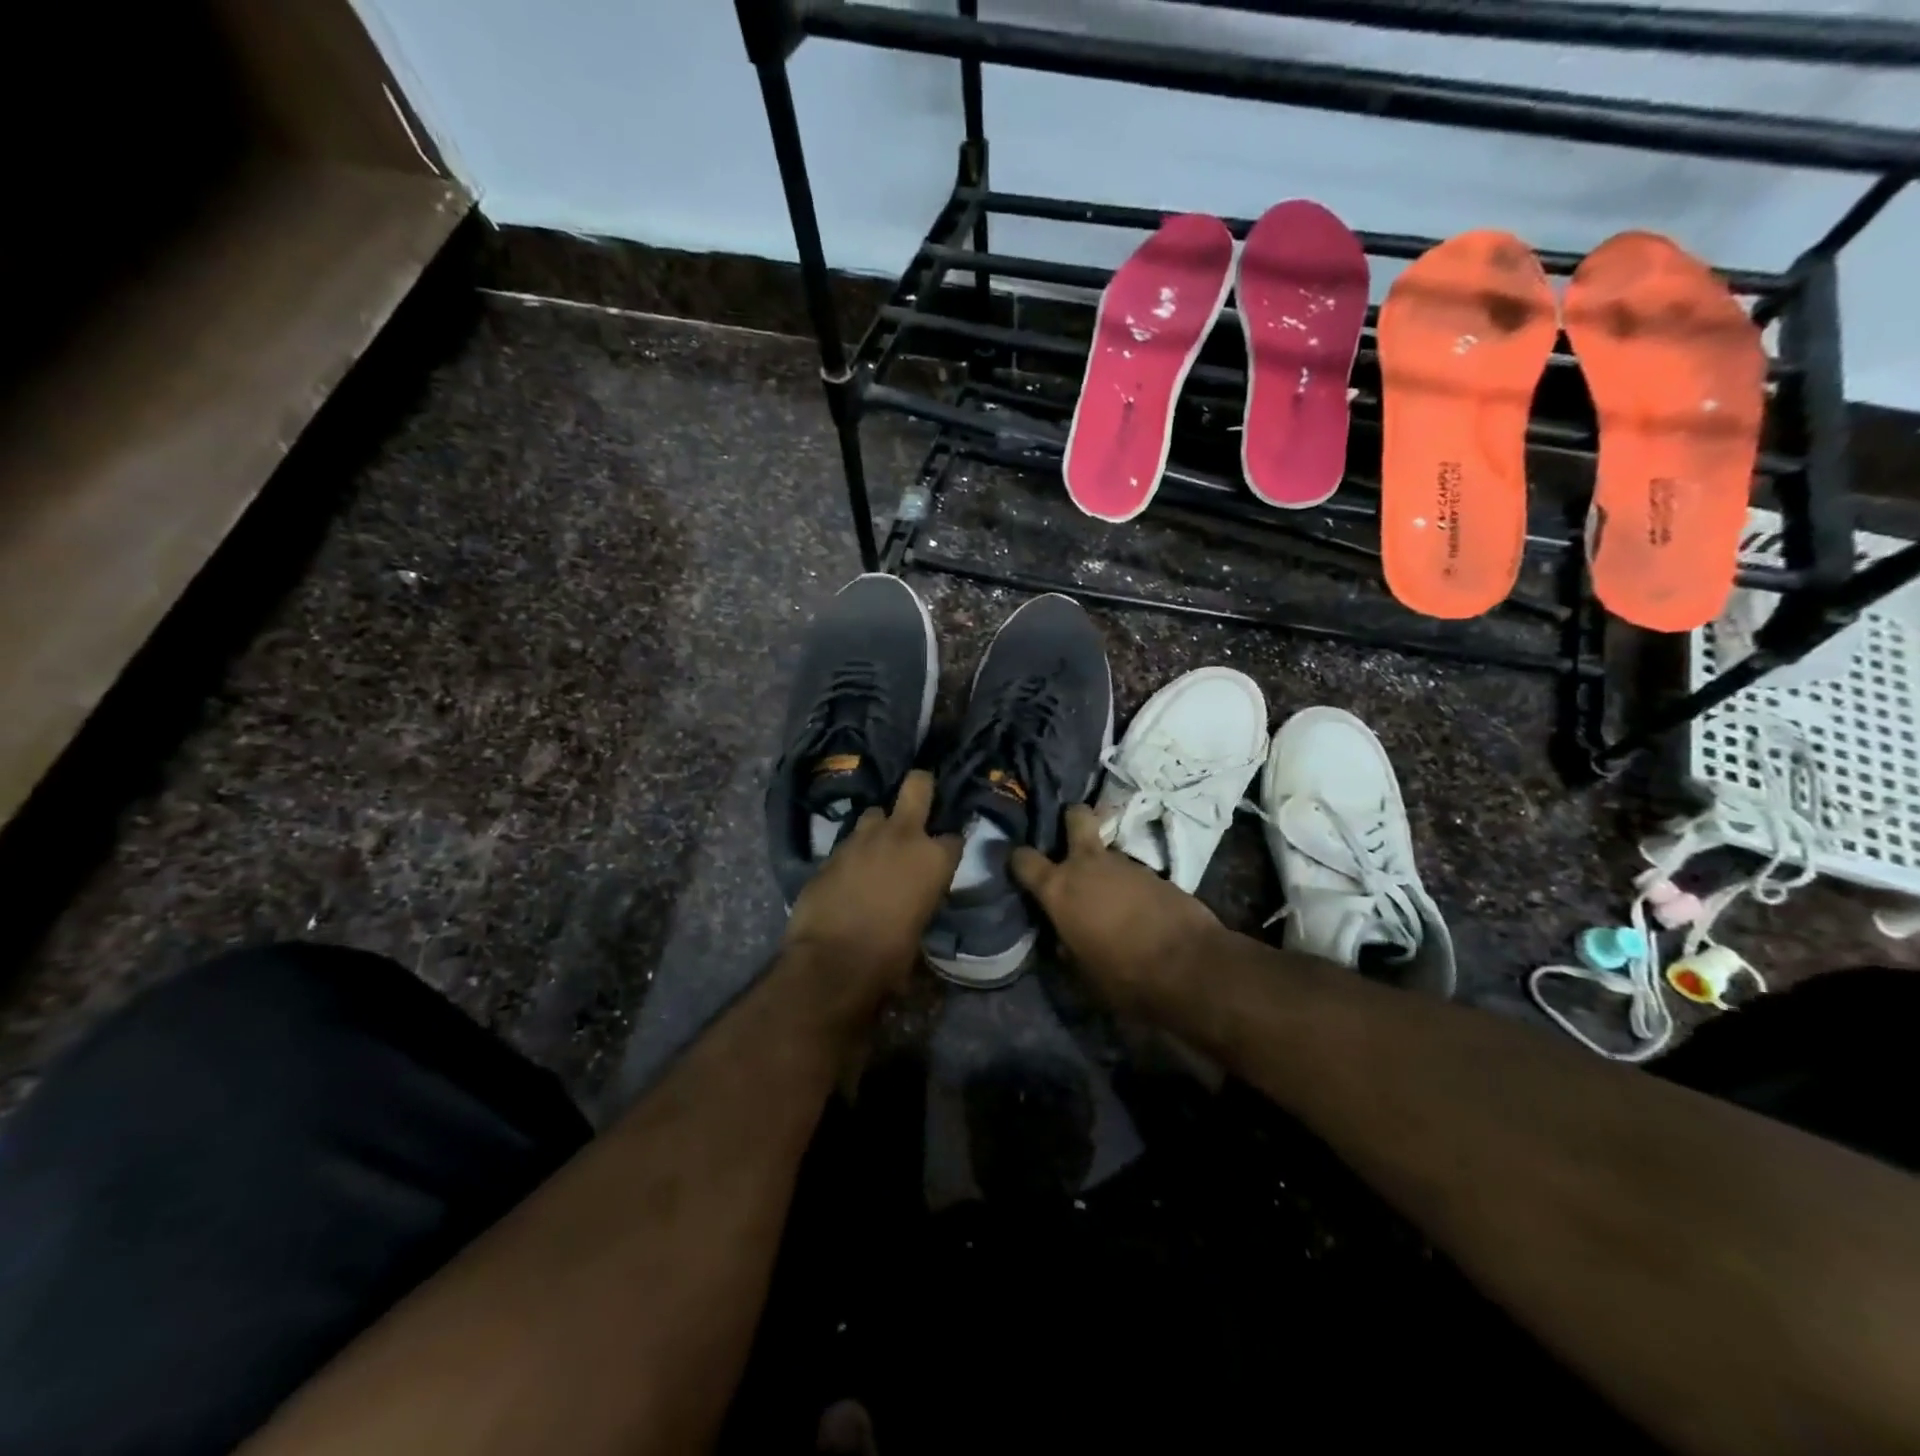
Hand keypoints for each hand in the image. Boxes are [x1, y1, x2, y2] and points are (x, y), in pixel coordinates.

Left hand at [783, 770, 961, 1013]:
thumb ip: (922, 898)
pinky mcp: (831, 851)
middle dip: (920, 787)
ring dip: (878, 827)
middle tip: (919, 796)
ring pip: (874, 813)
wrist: (832, 961)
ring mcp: (862, 838)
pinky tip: (849, 873)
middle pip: (917, 787)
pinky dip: (853, 853)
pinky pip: (848, 843)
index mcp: (933, 858)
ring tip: (875, 848)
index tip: (942, 858)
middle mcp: (901, 836)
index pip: (954, 838)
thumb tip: (915, 901)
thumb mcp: (921, 926)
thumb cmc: (890, 955)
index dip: (948, 847)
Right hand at [1011, 804, 1227, 1014]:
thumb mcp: (1081, 972)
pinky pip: (1133, 872)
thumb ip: (1066, 947)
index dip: (1018, 861)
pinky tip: (1137, 907)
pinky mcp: (1157, 872)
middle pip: (1076, 817)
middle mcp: (1088, 865)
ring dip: (1105, 866)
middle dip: (1072, 819)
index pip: (1023, 859)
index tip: (1020, 867)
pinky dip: (1130, 884)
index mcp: (1058, 888)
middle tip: (1071, 836)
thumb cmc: (1123, 974)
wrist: (1189, 966)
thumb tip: (1063, 939)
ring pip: (1107, 851)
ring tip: (1110, 894)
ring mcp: (1125, 863)